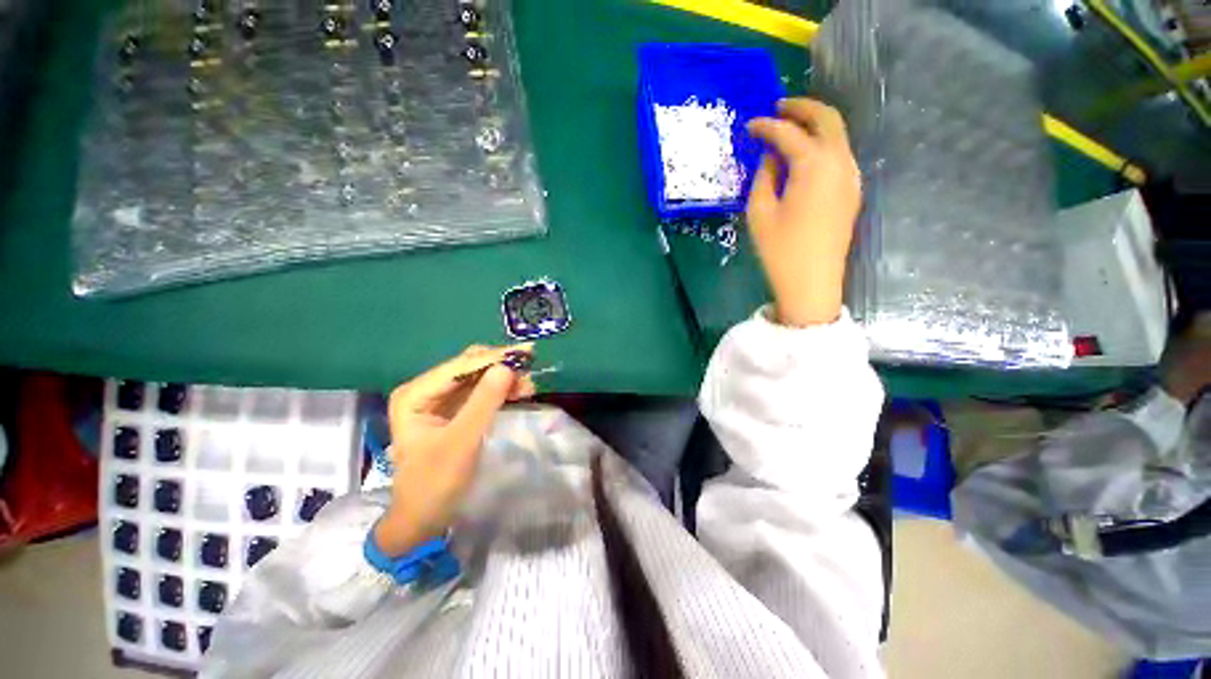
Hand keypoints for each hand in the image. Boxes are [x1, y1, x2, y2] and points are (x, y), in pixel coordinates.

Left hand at [374, 344, 535, 556]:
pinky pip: (481, 392)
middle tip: (530, 370)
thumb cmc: (435, 483)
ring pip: (478, 378)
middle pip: (469, 367)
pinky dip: (501, 390)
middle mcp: (426, 390)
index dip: (494, 358)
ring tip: (529, 385)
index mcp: (416, 394)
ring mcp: (440, 400)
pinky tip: (519, 392)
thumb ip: (484, 403)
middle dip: (501, 367)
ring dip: (504, 378)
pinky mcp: (454, 411)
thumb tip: (507, 367)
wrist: (423, 519)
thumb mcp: (462, 441)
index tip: (527, 354)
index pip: (460, 366)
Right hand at [746, 98, 861, 326]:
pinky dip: (822, 145)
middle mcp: (839, 162)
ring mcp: (851, 176)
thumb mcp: (760, 212)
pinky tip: (803, 157)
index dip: (766, 126)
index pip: (788, 133)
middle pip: (827, 119)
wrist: (812, 282)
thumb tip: (770, 156)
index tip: (749, 126)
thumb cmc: (780, 250)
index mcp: (814, 165)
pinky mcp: (852, 191)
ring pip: (837, 135)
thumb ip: (764, 176)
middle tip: (778, 109)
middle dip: (802, 108)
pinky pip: (839, 155)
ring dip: (814, 125)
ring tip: (789, 130)